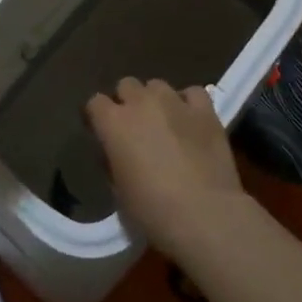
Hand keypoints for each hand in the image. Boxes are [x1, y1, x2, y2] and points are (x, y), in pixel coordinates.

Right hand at [85, 77, 246, 254]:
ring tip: (165, 123)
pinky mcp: (205, 111)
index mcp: (113, 122)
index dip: (98, 117)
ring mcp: (175, 102)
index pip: (95, 103)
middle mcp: (141, 103)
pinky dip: (188, 103)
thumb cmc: (152, 211)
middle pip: (126, 85)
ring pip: (157, 86)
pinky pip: (192, 93)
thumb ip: (112, 161)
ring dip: (156, 101)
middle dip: (127, 102)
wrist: (206, 216)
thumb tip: (117, 151)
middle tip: (135, 128)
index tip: (102, 133)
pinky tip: (191, 120)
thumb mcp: (118, 191)